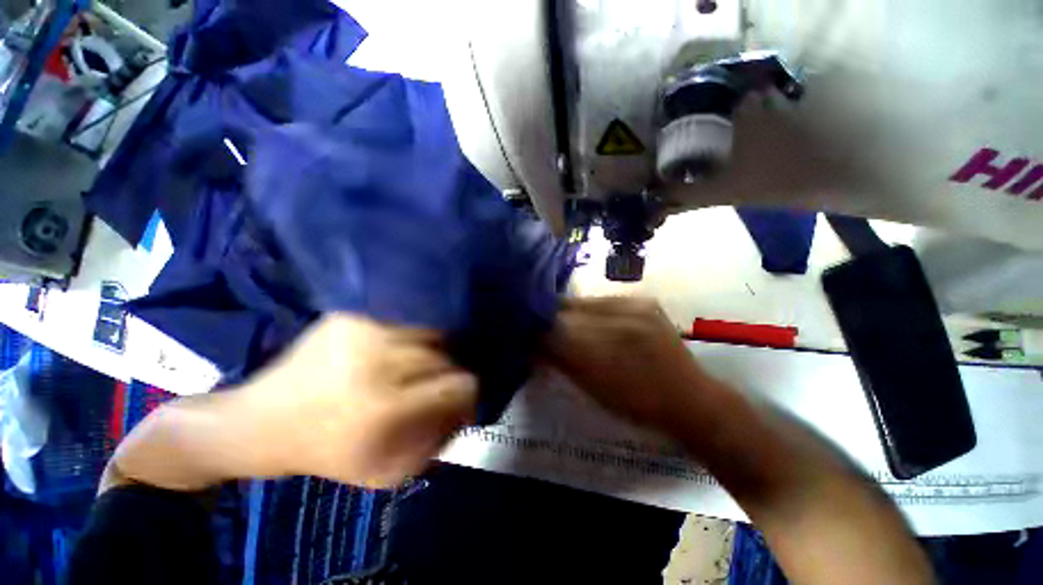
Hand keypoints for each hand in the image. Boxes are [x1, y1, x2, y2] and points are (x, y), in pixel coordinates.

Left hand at [108, 314, 476, 492]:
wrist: (259, 422)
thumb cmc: (325, 453)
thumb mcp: (384, 472)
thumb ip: (434, 445)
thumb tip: (466, 412)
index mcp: (384, 407)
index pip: (455, 384)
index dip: (468, 389)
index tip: (465, 395)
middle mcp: (377, 361)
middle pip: (443, 356)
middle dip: (448, 372)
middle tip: (438, 383)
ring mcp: (362, 332)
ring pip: (427, 334)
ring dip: (431, 352)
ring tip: (419, 365)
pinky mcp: (350, 316)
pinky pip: (401, 323)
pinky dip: (409, 336)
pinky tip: (396, 350)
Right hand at [544, 297, 718, 433]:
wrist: (690, 398)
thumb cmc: (636, 406)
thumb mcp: (590, 390)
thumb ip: (558, 361)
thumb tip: (531, 343)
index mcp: (595, 353)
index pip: (549, 328)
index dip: (533, 329)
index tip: (526, 333)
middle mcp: (609, 322)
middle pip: (563, 309)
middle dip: (548, 317)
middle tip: (541, 326)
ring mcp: (630, 307)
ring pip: (582, 301)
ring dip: (570, 312)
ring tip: (568, 322)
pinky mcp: (643, 300)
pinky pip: (604, 300)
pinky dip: (592, 309)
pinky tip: (595, 320)